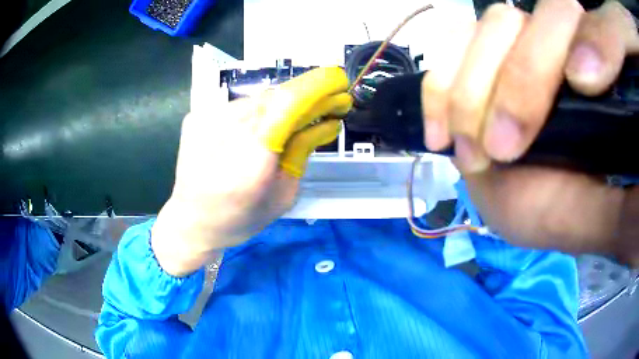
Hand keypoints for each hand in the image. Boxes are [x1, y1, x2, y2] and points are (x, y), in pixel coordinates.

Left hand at [152, 67, 351, 275]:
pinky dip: (255, 113)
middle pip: (275, 96)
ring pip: (257, 98)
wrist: (190, 221)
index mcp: (251, 161)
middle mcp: (225, 130)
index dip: (317, 86)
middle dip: (305, 96)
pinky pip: (237, 105)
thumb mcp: (282, 196)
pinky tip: (253, 132)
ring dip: (279, 106)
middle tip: (324, 106)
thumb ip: (303, 153)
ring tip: (286, 125)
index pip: (287, 104)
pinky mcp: (196, 116)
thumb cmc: (239, 219)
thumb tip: (327, 122)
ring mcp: (206, 119)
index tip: (339, 82)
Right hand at [422, 0, 638, 263]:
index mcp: (599, 75)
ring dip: (473, 89)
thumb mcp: (601, 214)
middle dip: (520, 80)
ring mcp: (514, 44)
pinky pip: (449, 48)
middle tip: (504, 149)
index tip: (581, 87)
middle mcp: (558, 44)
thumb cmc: (571, 208)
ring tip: (470, 149)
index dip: (591, 42)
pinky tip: (441, 133)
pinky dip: (440, 86)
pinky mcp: (476, 58)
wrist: (530, 201)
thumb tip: (638, 188)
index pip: (598, 27)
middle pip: (535, 19)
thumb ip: (622, 205)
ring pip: (488, 27)